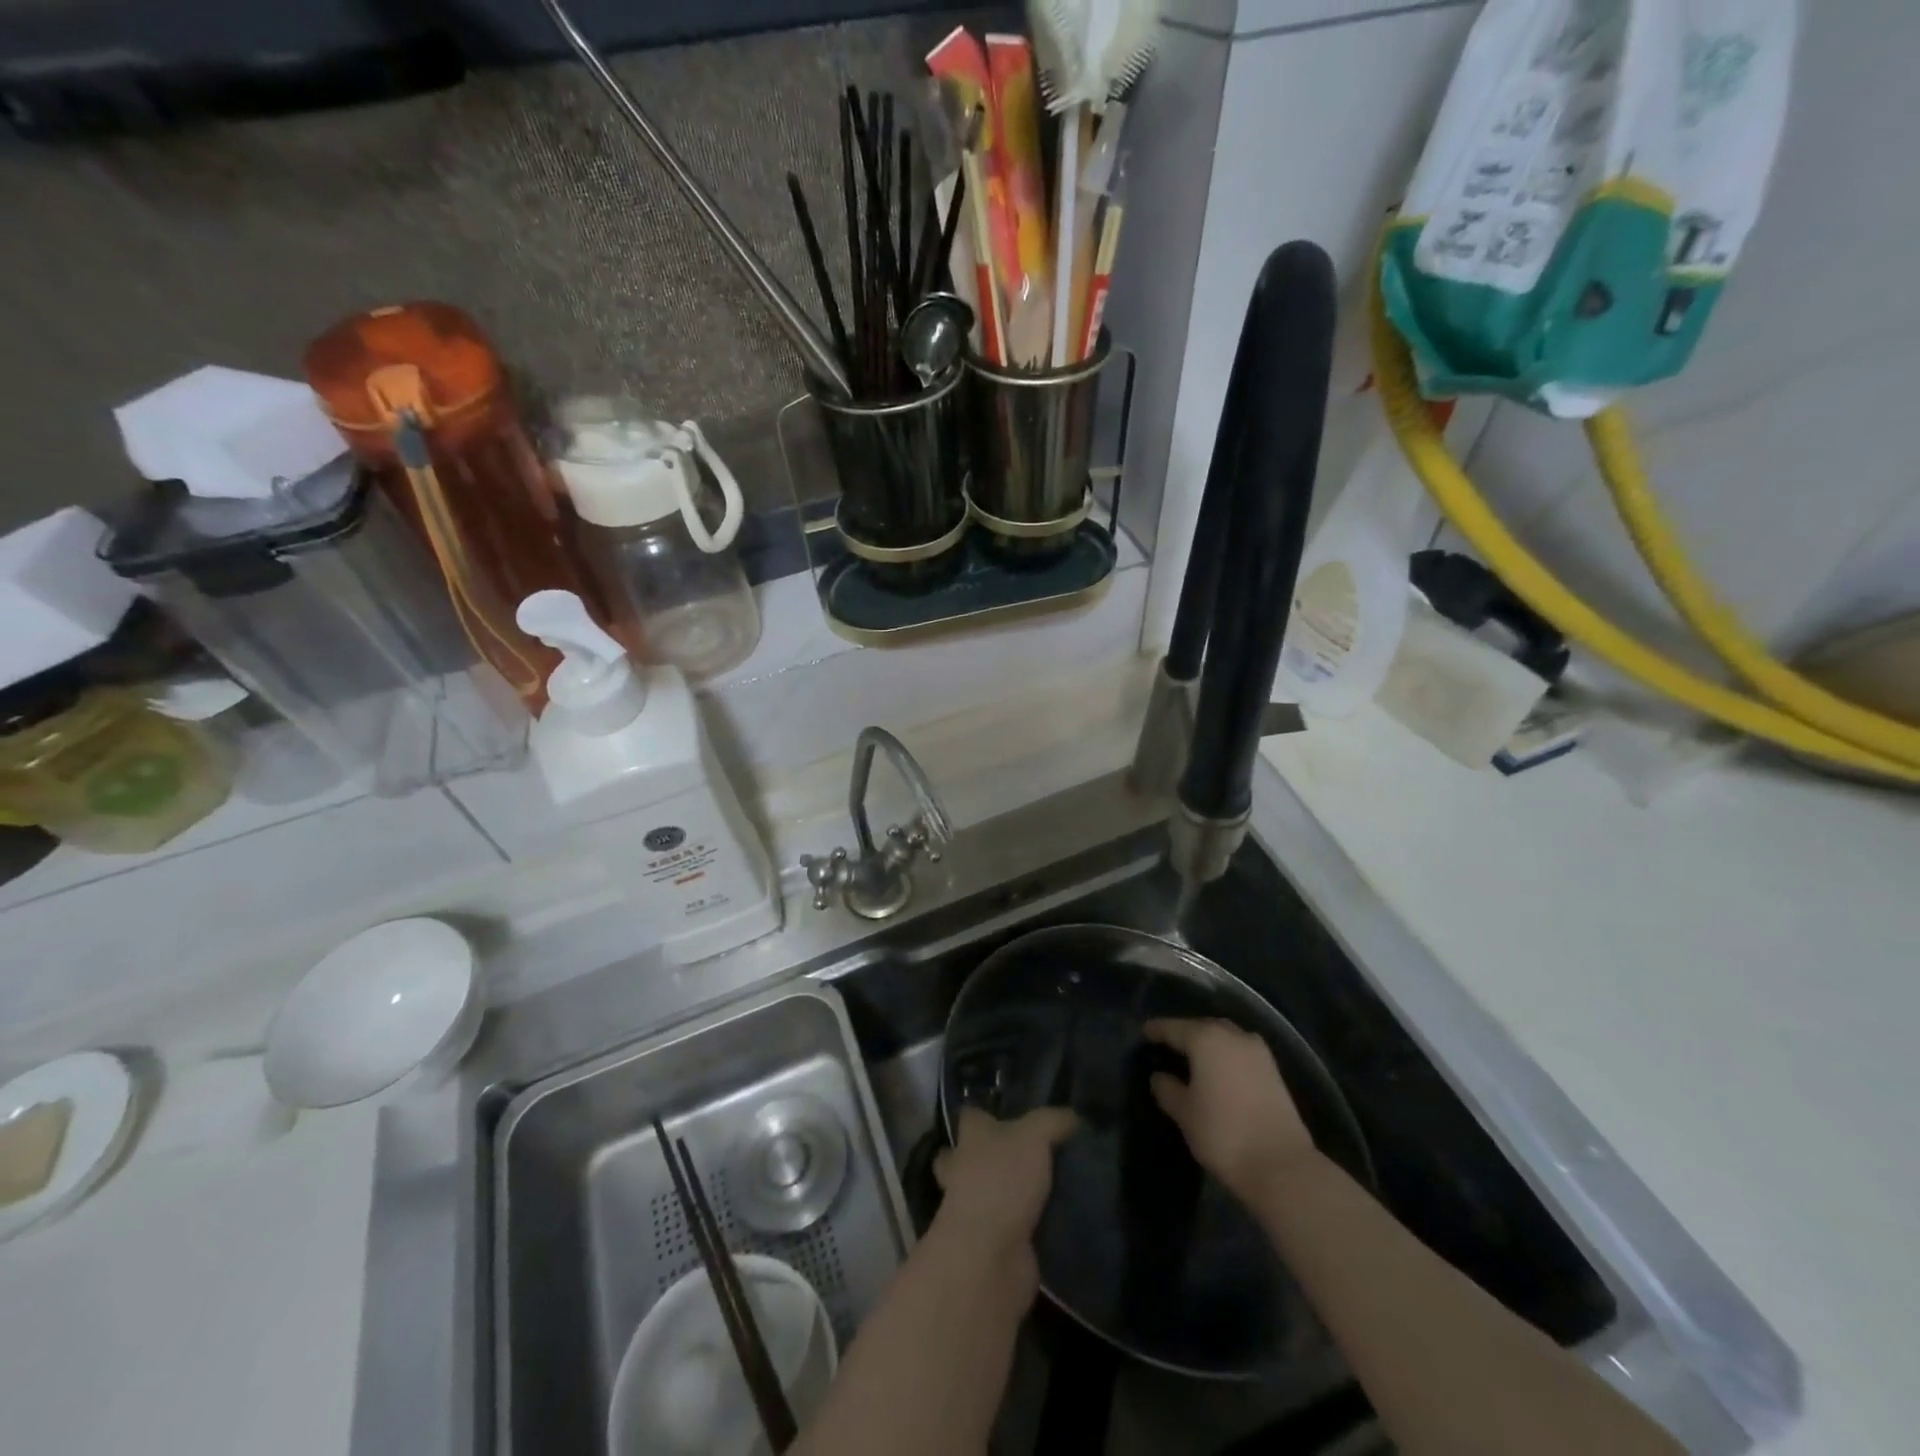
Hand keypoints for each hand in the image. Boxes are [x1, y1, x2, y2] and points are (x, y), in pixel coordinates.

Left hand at [934, 1105, 1076, 1253]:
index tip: (1004, 1111)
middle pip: (967, 1155)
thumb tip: (1072, 1116)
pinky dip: (1025, 1224)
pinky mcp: (991, 1243)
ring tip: (1049, 1186)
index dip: (984, 1111)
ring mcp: (974, 1210)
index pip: (971, 1115)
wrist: (990, 1256)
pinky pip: (1008, 1226)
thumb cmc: (1003, 1180)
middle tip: (1025, 1153)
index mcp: (970, 1137)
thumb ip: (1052, 1121)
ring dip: (1008, 1191)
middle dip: (986, 1154)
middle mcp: (963, 1169)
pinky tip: (1053, 1218)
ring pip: (987, 1192)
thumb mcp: (1035, 1136)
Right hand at [1144, 1018, 1319, 1203]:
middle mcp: (1233, 1035)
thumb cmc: (1223, 1133)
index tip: (1143, 1033)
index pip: (1173, 1028)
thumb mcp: (1184, 1113)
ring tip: (1192, 1059)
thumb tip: (1160, 1077)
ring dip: (1207, 1044)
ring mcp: (1258, 1051)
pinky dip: (1225, 1056)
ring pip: (1224, 1037)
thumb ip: (1167, 1089)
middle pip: (1201, 1027)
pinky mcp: (1273, 1070)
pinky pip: (1240, 1052)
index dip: (1156, 1030)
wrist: (1282, 1166)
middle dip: (1184, 1034)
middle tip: (1167, 1046)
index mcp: (1206, 1038)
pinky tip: (1217, 1072)